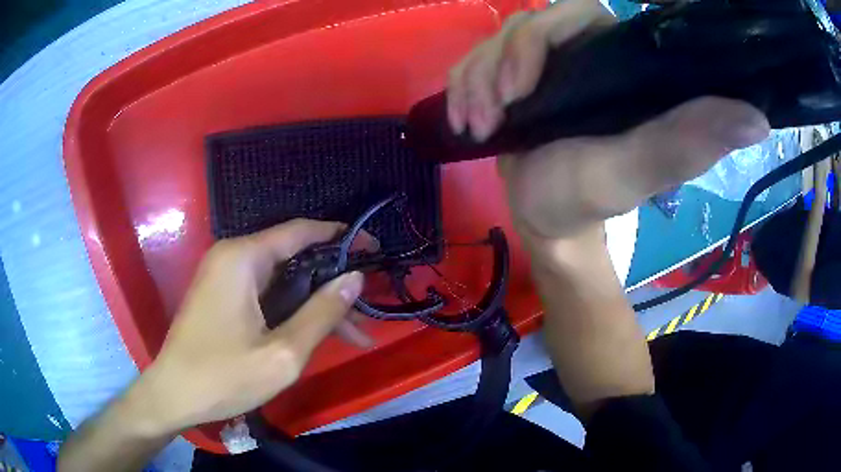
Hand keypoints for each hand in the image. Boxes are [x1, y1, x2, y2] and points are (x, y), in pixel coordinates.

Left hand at [128, 219, 371, 435]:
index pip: (302, 231)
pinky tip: (318, 334)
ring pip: (283, 280)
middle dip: (333, 282)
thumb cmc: (224, 377)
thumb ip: (322, 313)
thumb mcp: (283, 353)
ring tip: (354, 333)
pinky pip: (267, 294)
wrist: (174, 395)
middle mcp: (233, 256)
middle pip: (294, 257)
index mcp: (243, 258)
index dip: (342, 237)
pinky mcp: (224, 296)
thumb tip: (355, 278)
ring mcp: (226, 277)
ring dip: (316, 303)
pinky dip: (293, 310)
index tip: (375, 250)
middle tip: (367, 307)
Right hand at [447, 0, 770, 239]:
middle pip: (529, 24)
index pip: (578, 12)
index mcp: (620, 61)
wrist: (548, 220)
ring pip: (496, 42)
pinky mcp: (514, 78)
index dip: (544, 31)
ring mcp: (546, 63)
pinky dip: (462, 88)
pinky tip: (466, 121)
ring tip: (480, 125)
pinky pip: (476, 61)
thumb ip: (689, 141)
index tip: (522, 83)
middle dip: (500, 64)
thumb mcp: (640, 170)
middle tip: (498, 111)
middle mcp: (585, 52)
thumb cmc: (591, 199)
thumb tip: (758, 121)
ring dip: (476, 81)